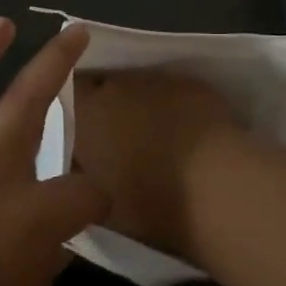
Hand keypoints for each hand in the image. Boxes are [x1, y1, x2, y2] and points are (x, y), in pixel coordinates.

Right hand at [71, 68, 238, 260]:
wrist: (216, 190)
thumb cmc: (150, 204)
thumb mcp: (98, 202)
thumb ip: (85, 175)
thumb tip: (84, 165)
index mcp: (85, 115)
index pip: (68, 95)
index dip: (75, 111)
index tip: (83, 132)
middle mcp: (115, 87)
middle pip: (104, 87)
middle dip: (109, 107)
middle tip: (119, 138)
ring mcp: (156, 80)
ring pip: (139, 87)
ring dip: (142, 105)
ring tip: (157, 136)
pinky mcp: (191, 83)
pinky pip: (173, 90)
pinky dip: (175, 106)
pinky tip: (188, 131)